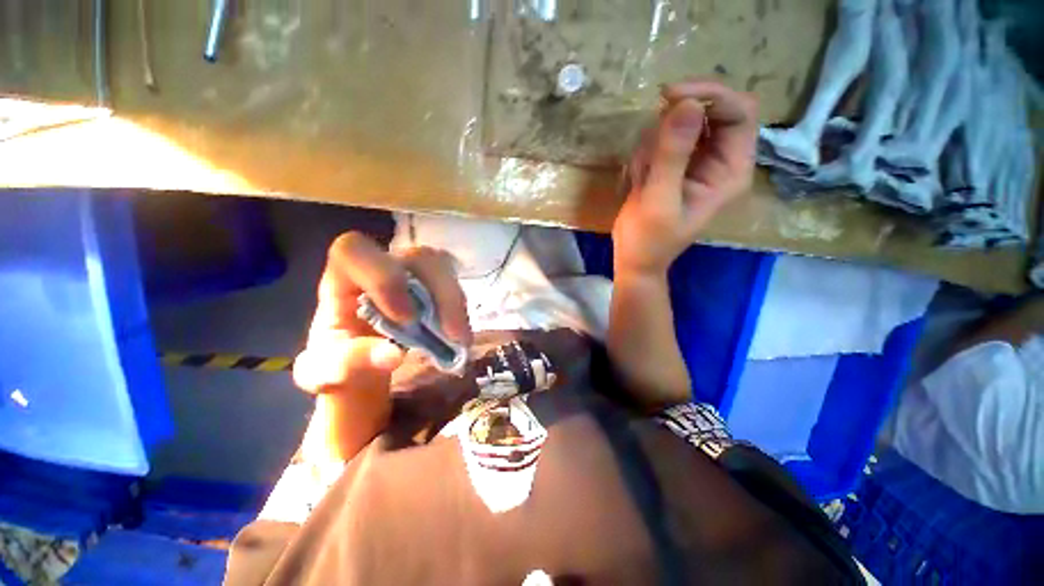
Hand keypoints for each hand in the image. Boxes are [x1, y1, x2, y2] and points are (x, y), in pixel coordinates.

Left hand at [292, 232, 471, 459]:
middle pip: (415, 254)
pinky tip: (461, 337)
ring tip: (460, 342)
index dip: (382, 274)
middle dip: (436, 291)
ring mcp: (414, 286)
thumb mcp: (329, 386)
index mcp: (340, 289)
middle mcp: (380, 279)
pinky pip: (455, 288)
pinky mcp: (436, 299)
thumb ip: (345, 370)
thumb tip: (390, 353)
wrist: (368, 394)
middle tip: (448, 336)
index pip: (352, 249)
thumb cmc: (341, 387)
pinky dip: (462, 310)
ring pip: (442, 269)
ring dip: (456, 303)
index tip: (404, 318)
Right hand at [612, 79, 757, 278]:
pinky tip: (639, 179)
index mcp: (731, 171)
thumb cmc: (649, 239)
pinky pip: (665, 138)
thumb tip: (686, 104)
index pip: (740, 113)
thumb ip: (673, 155)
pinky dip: (647, 151)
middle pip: (713, 110)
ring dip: (656, 141)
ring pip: (684, 122)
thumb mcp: (658, 201)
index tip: (669, 97)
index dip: (710, 96)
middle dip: (677, 119)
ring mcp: (698, 161)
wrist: (635, 258)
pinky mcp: (677, 164)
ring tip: (642, 176)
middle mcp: (721, 160)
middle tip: (649, 137)